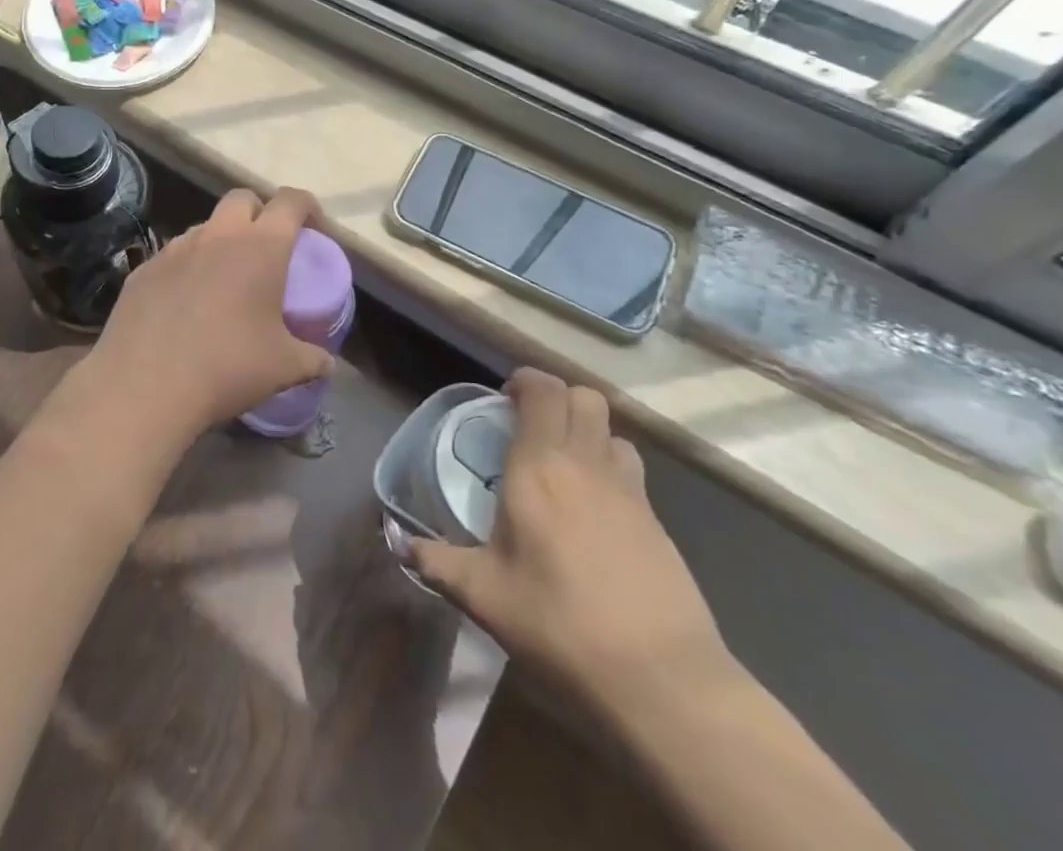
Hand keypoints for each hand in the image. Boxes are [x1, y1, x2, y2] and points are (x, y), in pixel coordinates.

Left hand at [86, 187, 332, 439]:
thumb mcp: (284, 367)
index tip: (314, 228)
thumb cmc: (228, 366)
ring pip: (204, 227)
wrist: (145, 384)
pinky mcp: (144, 268)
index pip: (291, 201)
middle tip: (267, 247)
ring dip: (220, 241)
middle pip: (242, 199)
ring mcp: (175, 248)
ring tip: (225, 279)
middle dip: (259, 212)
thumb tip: (328, 363)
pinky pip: (173, 256)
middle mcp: (217, 235)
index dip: (307, 207)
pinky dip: (187, 268)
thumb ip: (313, 359)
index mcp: (260, 246)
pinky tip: (185, 303)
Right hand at [407, 368, 732, 714]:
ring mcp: (629, 491)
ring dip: (587, 431)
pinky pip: (631, 470)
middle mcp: (585, 465)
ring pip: (611, 430)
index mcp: (538, 468)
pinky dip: (609, 468)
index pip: (542, 391)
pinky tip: (593, 510)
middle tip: (529, 425)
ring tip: (563, 464)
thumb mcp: (485, 597)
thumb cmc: (561, 624)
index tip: (503, 399)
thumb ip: (438, 562)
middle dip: (556, 397)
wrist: (663, 680)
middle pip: (583, 396)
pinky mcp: (658, 522)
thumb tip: (399, 543)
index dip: (524, 381)